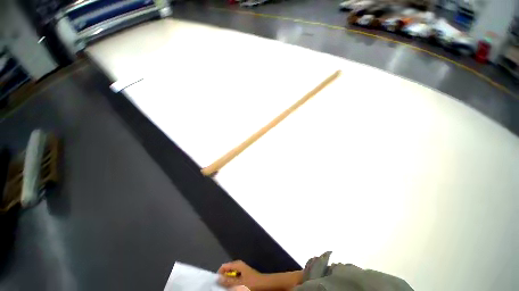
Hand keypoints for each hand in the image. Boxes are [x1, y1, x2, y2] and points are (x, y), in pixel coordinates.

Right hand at [218, 261, 266, 289]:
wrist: (264, 285)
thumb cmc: (251, 283)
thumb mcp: (238, 283)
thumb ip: (228, 281)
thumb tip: (217, 279)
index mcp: (237, 264)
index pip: (223, 267)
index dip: (219, 275)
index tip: (217, 284)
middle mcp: (238, 265)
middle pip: (227, 271)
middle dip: (224, 279)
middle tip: (223, 288)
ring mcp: (241, 271)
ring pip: (231, 276)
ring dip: (228, 283)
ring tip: (229, 289)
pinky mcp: (244, 276)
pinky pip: (235, 279)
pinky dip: (233, 284)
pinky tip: (234, 288)